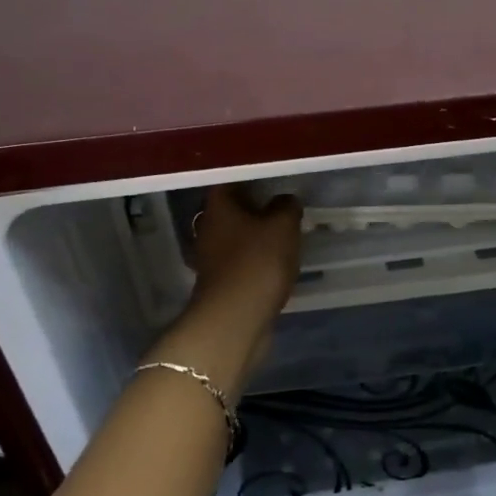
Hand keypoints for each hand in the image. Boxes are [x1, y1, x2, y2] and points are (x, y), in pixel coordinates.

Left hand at [188, 184, 303, 332]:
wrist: (236, 318)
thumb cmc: (258, 261)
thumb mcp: (283, 225)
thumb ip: (287, 206)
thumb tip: (284, 200)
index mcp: (218, 206)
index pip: (230, 180)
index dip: (252, 177)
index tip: (275, 179)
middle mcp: (208, 228)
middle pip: (232, 210)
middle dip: (256, 207)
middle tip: (284, 206)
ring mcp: (211, 258)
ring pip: (237, 236)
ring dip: (257, 235)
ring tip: (285, 234)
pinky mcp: (221, 282)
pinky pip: (241, 261)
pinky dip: (256, 259)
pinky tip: (276, 262)